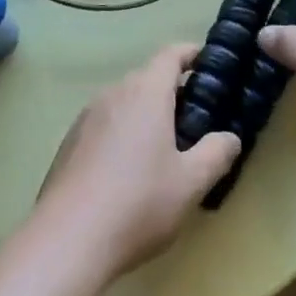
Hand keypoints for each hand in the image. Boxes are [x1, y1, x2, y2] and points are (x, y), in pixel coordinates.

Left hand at [39, 44, 240, 275]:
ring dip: (144, 114)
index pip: (171, 54)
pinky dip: (121, 134)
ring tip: (161, 148)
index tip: (208, 64)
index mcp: (146, 92)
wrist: (66, 241)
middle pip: (147, 78)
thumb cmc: (138, 203)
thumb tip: (230, 137)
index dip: (191, 54)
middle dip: (172, 91)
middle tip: (194, 119)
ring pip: (124, 102)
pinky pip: (104, 125)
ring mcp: (86, 117)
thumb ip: (216, 153)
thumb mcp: (191, 183)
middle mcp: (114, 93)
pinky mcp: (68, 143)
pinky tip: (126, 172)